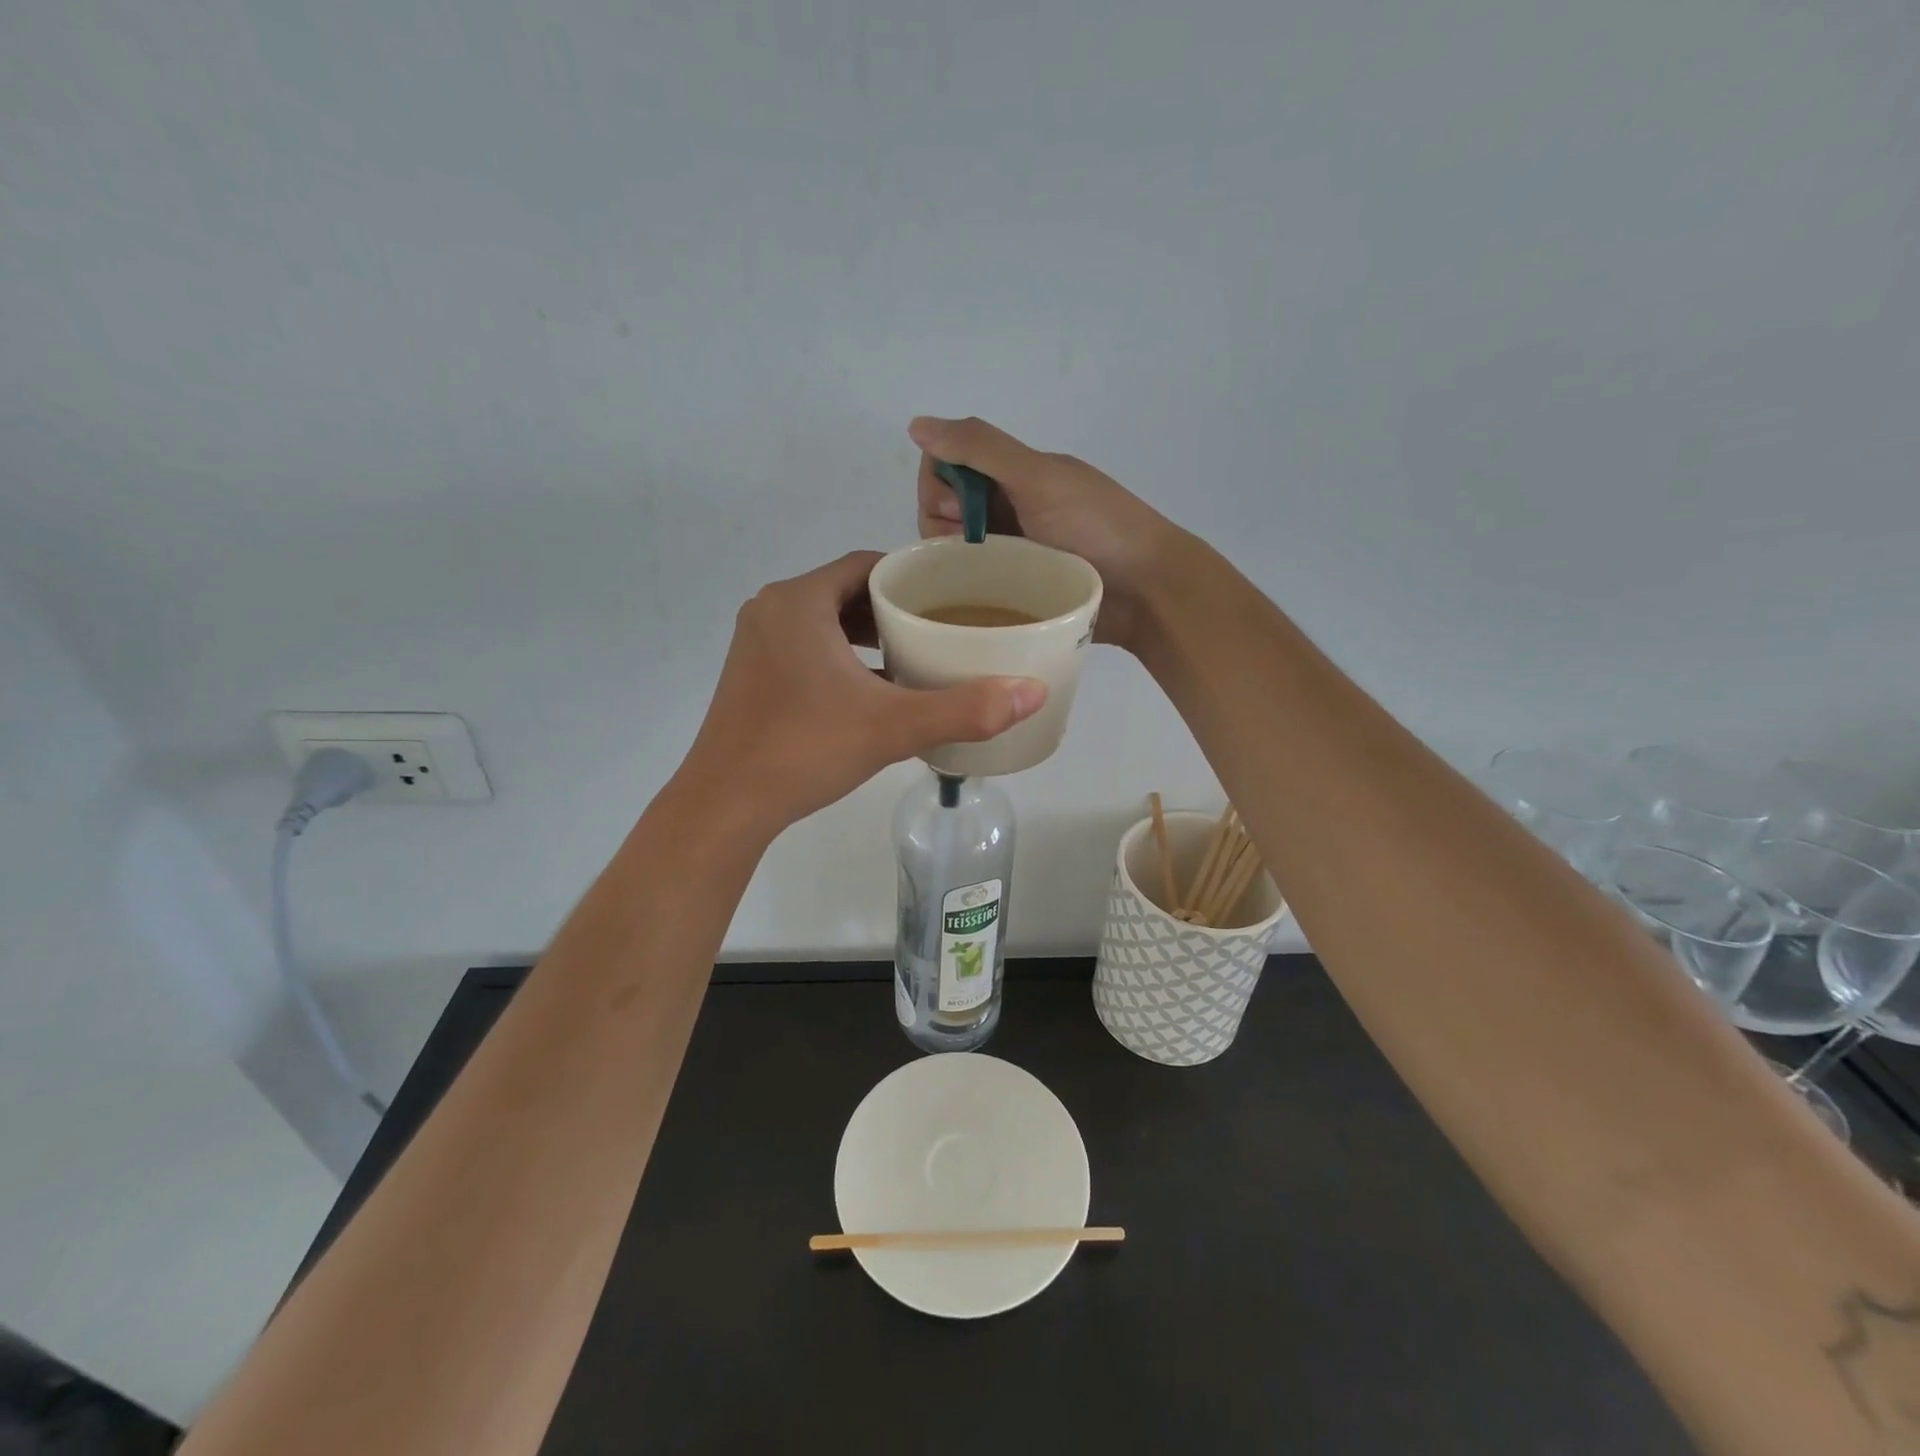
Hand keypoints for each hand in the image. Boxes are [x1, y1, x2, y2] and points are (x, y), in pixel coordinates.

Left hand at [681, 552, 1047, 833]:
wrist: (726, 804)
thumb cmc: (804, 750)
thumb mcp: (892, 726)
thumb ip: (964, 709)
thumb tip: (1034, 693)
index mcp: (799, 602)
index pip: (868, 565)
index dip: (912, 577)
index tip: (951, 595)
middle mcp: (772, 611)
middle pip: (846, 591)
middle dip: (893, 607)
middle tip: (942, 627)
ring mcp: (756, 644)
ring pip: (825, 622)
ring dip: (867, 634)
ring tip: (916, 654)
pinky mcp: (752, 675)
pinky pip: (806, 648)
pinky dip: (841, 657)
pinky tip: (873, 689)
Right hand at [910, 415, 1183, 652]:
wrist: (1148, 591)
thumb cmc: (1097, 528)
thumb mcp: (1038, 478)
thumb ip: (981, 448)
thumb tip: (916, 423)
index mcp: (1015, 472)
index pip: (946, 465)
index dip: (939, 485)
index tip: (956, 511)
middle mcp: (1011, 506)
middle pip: (945, 508)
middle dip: (943, 526)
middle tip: (971, 548)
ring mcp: (1015, 550)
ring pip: (958, 548)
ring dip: (956, 559)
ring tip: (978, 578)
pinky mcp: (1020, 588)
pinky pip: (979, 582)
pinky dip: (971, 586)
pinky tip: (977, 599)